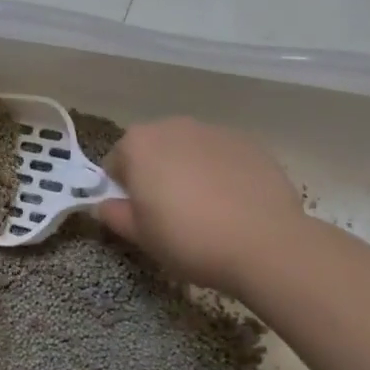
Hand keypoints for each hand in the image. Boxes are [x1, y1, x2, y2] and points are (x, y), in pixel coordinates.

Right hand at [96, 119, 305, 290]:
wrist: (265, 243)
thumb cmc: (188, 239)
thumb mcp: (140, 236)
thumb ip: (114, 215)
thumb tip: (104, 206)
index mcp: (138, 144)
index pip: (116, 163)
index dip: (124, 191)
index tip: (139, 215)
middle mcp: (173, 126)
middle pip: (153, 149)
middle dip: (156, 174)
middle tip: (171, 212)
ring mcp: (214, 131)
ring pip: (189, 150)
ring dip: (189, 170)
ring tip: (207, 209)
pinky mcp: (249, 142)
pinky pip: (222, 155)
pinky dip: (221, 172)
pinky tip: (234, 203)